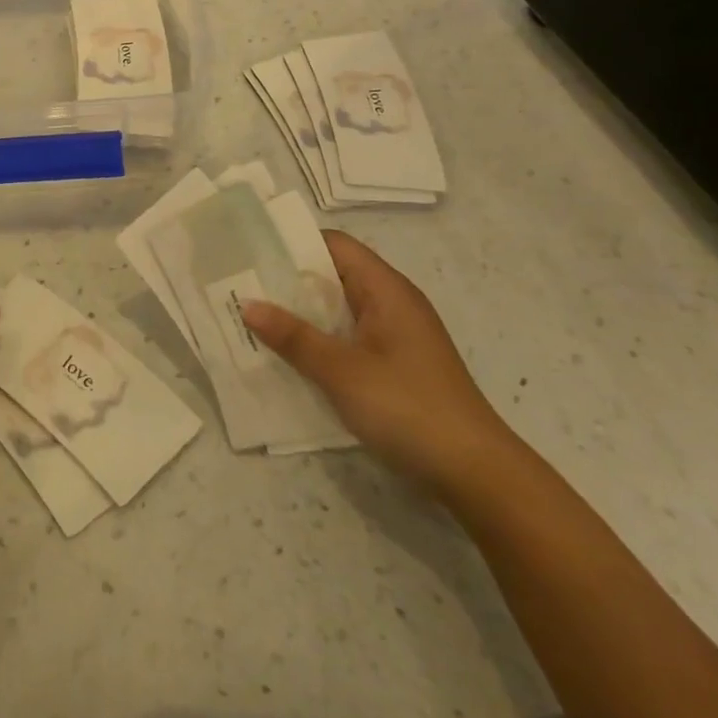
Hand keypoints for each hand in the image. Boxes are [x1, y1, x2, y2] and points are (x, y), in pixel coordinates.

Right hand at [242, 229, 515, 492]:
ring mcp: (396, 335)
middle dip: (288, 280)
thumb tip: (246, 304)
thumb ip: (293, 337)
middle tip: (240, 284)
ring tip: (253, 317)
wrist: (477, 474)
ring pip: (338, 309)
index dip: (293, 242)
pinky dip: (318, 338)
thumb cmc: (408, 408)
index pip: (334, 245)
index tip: (251, 250)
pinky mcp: (395, 364)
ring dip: (300, 313)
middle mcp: (392, 302)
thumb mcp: (342, 371)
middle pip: (333, 275)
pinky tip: (289, 355)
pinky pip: (348, 336)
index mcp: (386, 289)